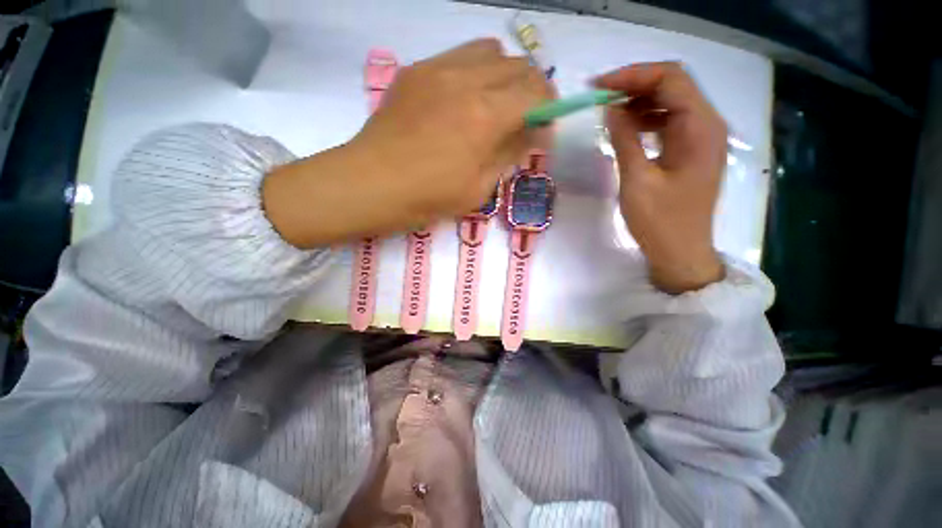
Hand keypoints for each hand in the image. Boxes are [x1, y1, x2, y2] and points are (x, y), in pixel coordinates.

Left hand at [263, 39, 553, 247]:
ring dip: (505, 75)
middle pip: (519, 66)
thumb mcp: (479, 188)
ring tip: (498, 103)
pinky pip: (459, 56)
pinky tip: (466, 98)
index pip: (537, 94)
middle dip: (533, 91)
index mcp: (486, 116)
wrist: (372, 183)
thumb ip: (509, 154)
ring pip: (491, 51)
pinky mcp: (417, 70)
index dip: (549, 110)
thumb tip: (532, 132)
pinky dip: (476, 71)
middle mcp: (467, 80)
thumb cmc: (428, 197)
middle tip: (526, 118)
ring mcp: (438, 68)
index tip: (545, 129)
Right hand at [595, 62, 725, 293]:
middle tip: (600, 98)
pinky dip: (646, 119)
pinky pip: (669, 122)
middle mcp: (708, 124)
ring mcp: (701, 137)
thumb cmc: (660, 222)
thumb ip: (624, 139)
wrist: (680, 252)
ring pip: (671, 102)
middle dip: (634, 85)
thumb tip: (610, 108)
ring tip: (609, 113)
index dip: (632, 76)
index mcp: (700, 128)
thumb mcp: (637, 180)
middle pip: (673, 85)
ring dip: (639, 102)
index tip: (598, 87)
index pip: (670, 80)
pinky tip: (626, 129)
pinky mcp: (691, 150)